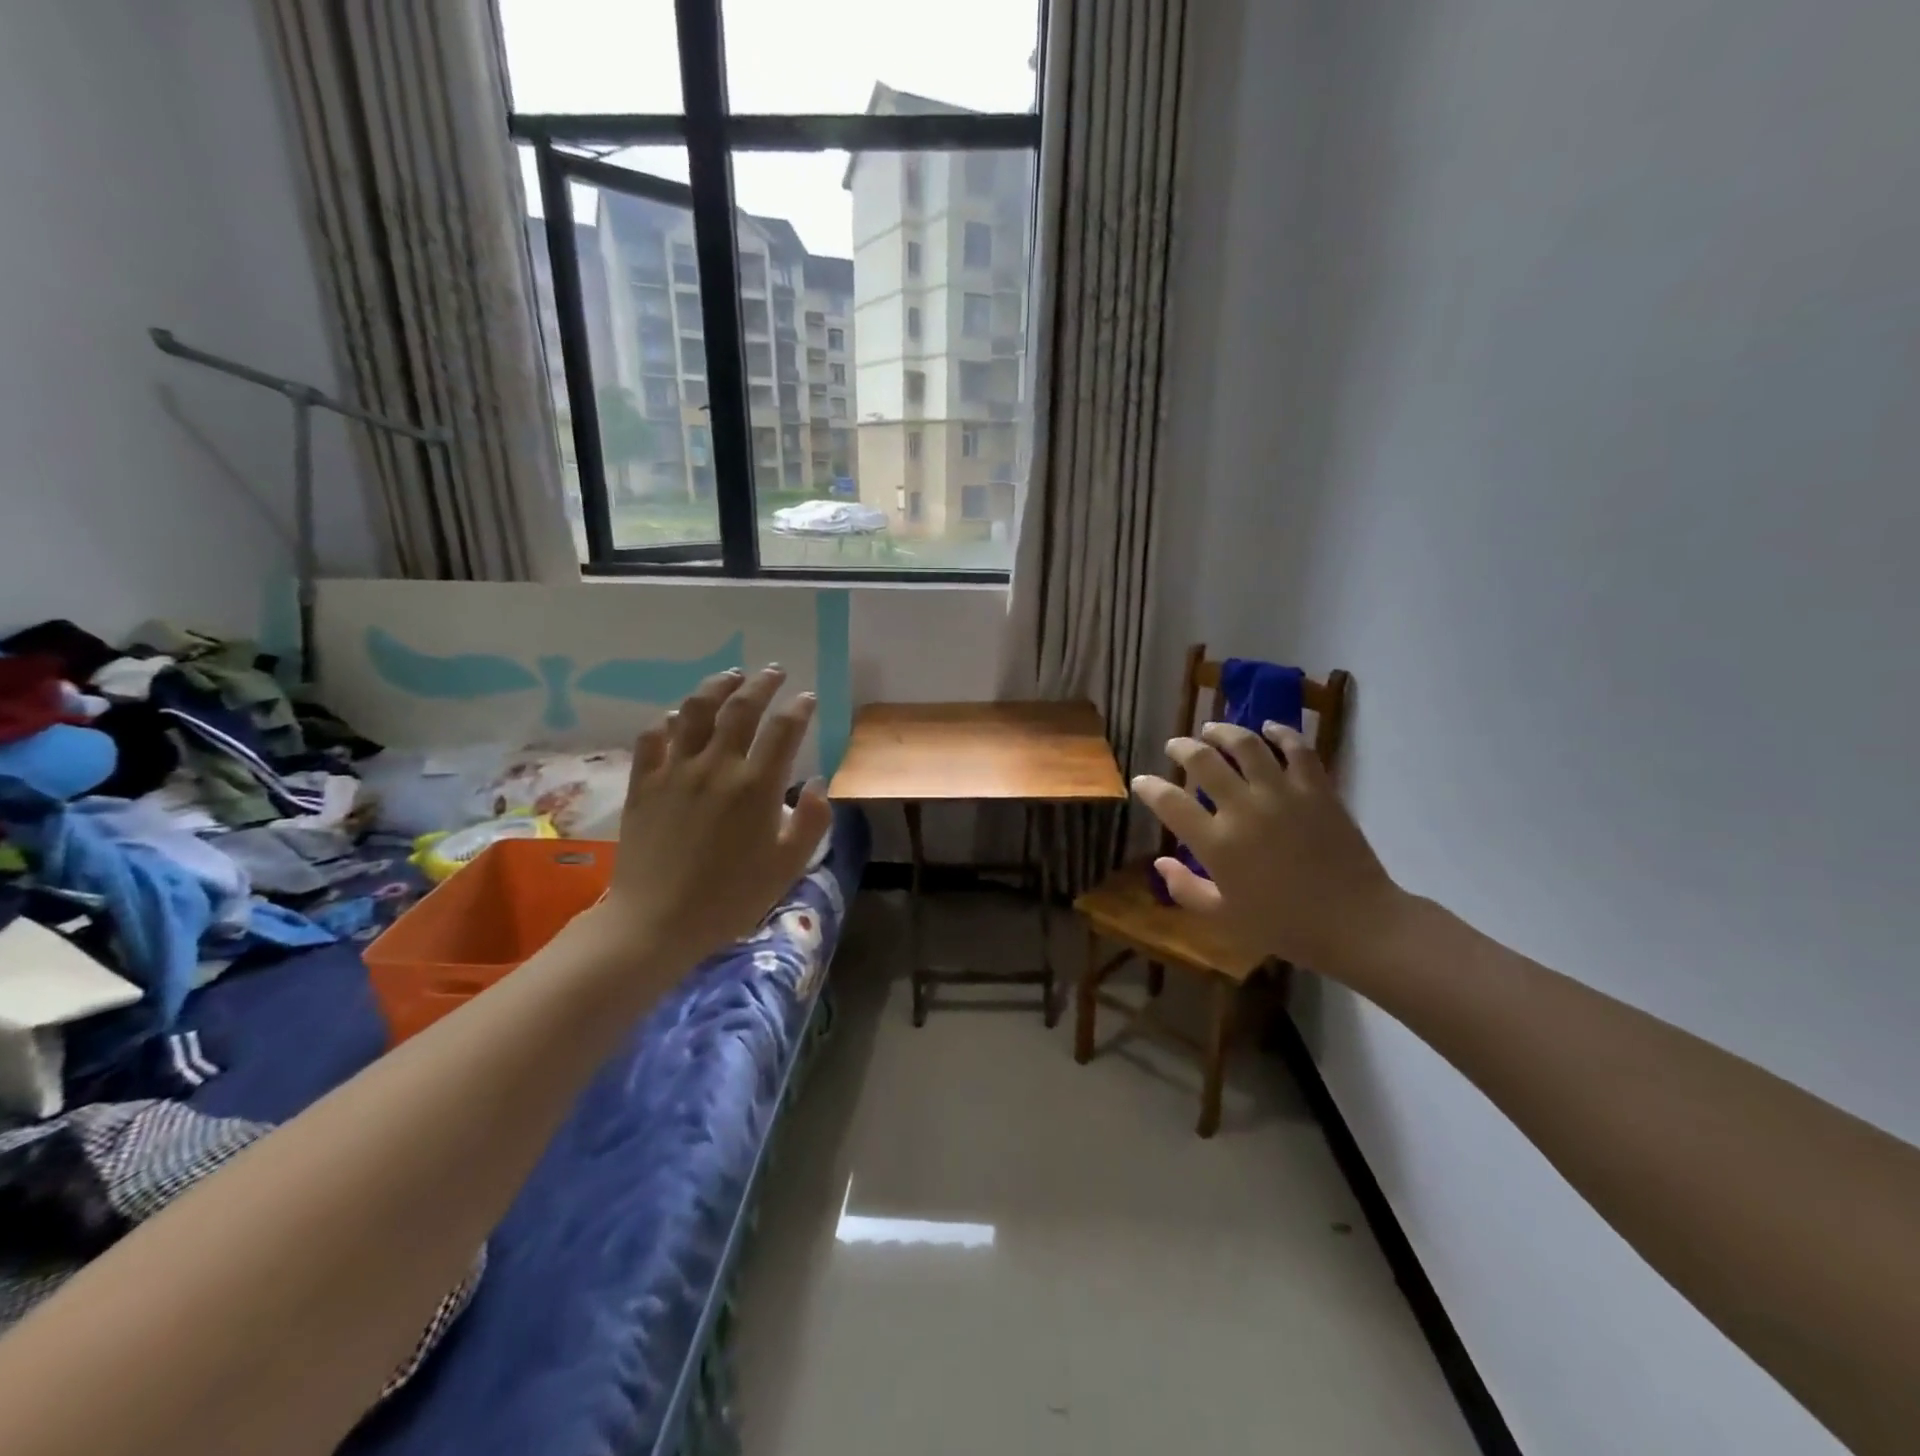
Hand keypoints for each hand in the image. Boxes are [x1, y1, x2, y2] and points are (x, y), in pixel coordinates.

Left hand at [596, 666, 831, 964]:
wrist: (656, 922)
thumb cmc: (731, 897)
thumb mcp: (788, 866)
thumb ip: (812, 820)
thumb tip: (819, 782)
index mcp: (757, 786)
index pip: (784, 729)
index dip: (799, 708)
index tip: (808, 698)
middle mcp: (717, 767)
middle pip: (741, 708)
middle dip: (762, 684)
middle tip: (774, 672)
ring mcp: (675, 771)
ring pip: (696, 711)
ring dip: (717, 687)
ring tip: (731, 676)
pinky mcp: (643, 783)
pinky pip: (654, 737)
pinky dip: (670, 720)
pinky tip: (680, 716)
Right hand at [1131, 722, 1401, 970]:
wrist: (1356, 923)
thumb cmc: (1284, 926)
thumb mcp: (1224, 918)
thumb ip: (1186, 889)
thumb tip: (1160, 863)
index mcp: (1217, 843)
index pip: (1169, 802)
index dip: (1149, 787)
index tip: (1142, 781)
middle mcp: (1244, 809)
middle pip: (1203, 761)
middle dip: (1181, 747)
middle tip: (1175, 746)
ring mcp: (1282, 794)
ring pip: (1246, 744)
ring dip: (1223, 731)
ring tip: (1212, 729)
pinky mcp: (1316, 788)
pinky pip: (1296, 748)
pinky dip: (1280, 733)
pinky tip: (1269, 728)